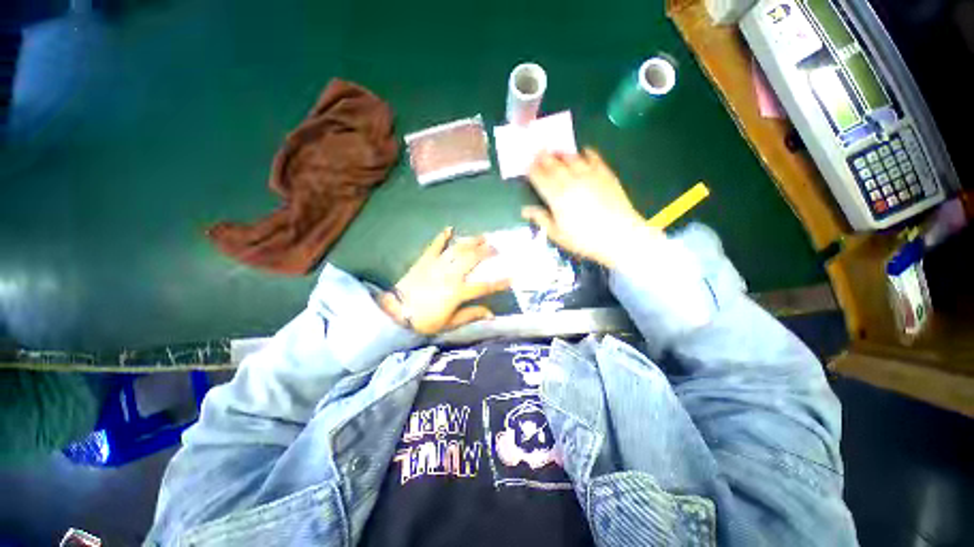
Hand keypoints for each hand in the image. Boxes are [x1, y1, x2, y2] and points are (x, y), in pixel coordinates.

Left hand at [378, 227, 510, 334]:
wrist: (396, 312)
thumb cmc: (424, 320)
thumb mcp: (449, 323)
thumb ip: (470, 315)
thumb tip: (491, 315)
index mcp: (458, 292)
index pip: (484, 286)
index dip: (500, 282)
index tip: (513, 278)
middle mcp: (450, 275)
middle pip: (472, 259)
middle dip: (487, 252)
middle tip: (497, 248)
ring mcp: (437, 265)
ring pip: (458, 249)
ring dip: (471, 242)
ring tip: (482, 236)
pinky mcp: (425, 260)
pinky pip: (435, 246)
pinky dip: (442, 237)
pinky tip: (450, 228)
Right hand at [522, 149, 656, 268]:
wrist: (619, 236)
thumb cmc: (584, 239)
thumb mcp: (557, 234)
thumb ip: (541, 218)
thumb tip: (524, 210)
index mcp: (556, 196)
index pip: (540, 178)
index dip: (532, 171)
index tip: (527, 166)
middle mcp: (570, 181)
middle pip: (554, 165)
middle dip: (544, 157)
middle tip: (538, 151)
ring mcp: (589, 175)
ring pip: (572, 158)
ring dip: (562, 153)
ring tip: (556, 151)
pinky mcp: (605, 175)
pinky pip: (594, 158)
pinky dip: (587, 152)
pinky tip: (584, 151)